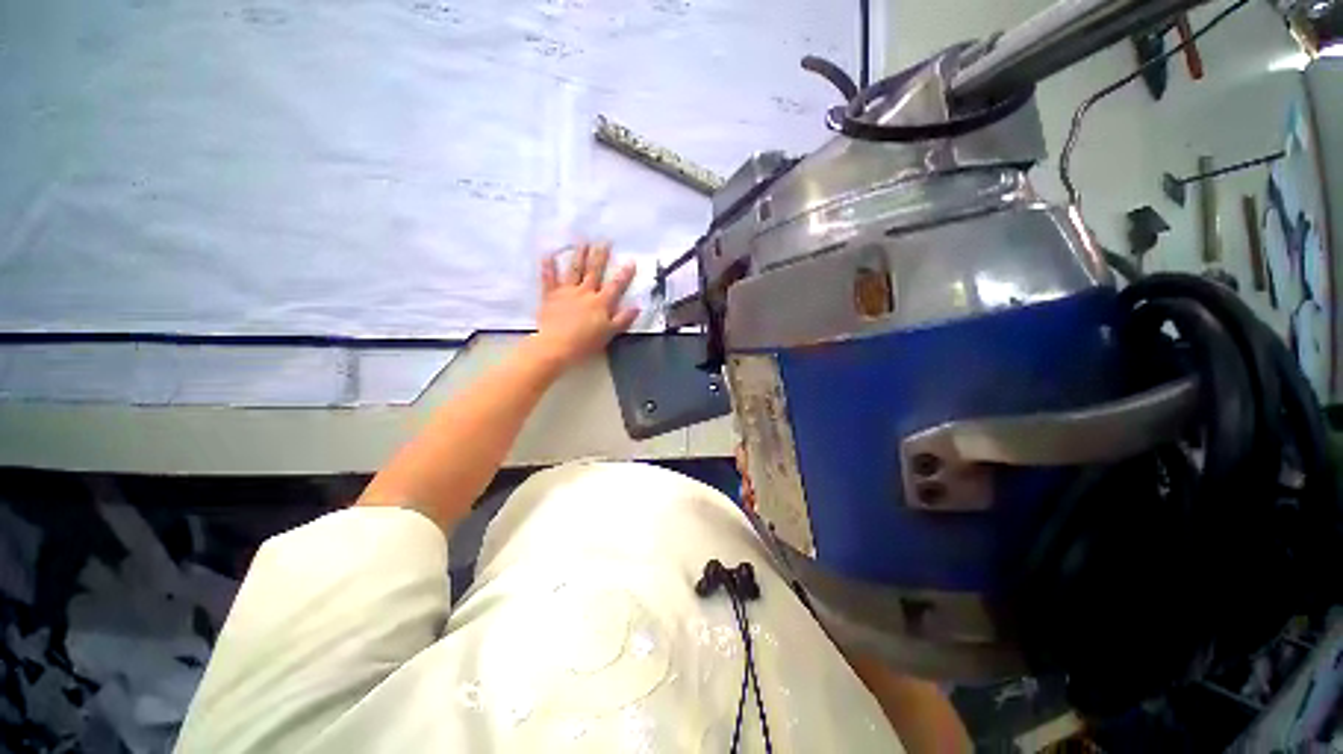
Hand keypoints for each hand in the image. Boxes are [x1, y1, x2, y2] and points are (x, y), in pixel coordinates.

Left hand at [534, 241, 638, 368]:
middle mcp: (585, 292)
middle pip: (594, 271)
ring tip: (583, 241)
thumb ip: (623, 319)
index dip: (625, 274)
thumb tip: (637, 307)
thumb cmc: (585, 342)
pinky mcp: (550, 296)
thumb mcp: (609, 333)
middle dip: (601, 256)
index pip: (616, 285)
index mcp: (601, 302)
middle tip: (604, 240)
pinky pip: (549, 278)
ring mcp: (567, 292)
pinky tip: (548, 254)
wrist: (557, 346)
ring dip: (579, 255)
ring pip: (574, 270)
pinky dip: (548, 266)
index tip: (631, 261)